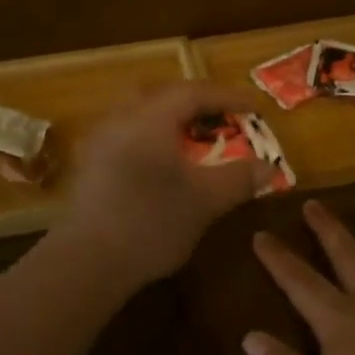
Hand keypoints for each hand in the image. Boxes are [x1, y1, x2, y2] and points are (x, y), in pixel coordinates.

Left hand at [56, 82, 267, 288]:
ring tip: (193, 141)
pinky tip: (161, 165)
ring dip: (170, 120)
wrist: (86, 262)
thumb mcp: (205, 201)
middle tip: (221, 119)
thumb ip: (238, 178)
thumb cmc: (151, 224)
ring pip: (139, 113)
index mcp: (150, 118)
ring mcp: (98, 141)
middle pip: (162, 95)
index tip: (254, 107)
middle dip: (195, 102)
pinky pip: (125, 134)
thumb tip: (268, 167)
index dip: (227, 96)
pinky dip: (150, 138)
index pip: (194, 92)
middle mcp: (120, 119)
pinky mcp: (88, 165)